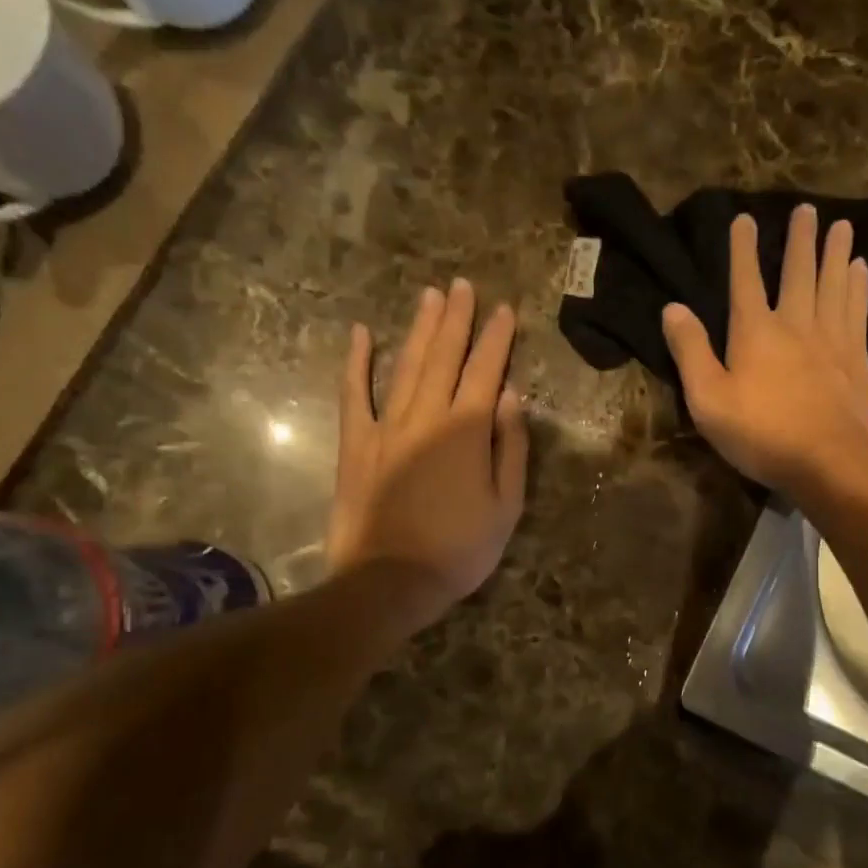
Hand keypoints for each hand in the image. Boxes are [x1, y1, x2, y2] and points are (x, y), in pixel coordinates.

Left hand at [328, 280, 527, 633]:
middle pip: (444, 357)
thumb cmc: (460, 550)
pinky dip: (357, 363)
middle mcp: (426, 417)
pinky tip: (362, 334)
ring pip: (406, 366)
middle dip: (457, 319)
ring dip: (420, 329)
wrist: (390, 581)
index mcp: (467, 431)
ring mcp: (386, 427)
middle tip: (464, 286)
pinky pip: (355, 394)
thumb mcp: (506, 506)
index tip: (505, 310)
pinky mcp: (356, 444)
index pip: (487, 372)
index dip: (498, 339)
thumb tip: (513, 397)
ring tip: (431, 296)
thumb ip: (511, 448)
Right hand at [661, 205, 867, 494]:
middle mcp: (796, 324)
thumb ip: (690, 352)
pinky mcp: (856, 358)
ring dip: (836, 253)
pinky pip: (857, 310)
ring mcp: (831, 338)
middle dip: (800, 239)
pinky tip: (861, 271)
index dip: (742, 248)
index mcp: (755, 331)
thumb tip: (673, 307)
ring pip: (834, 284)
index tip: (744, 218)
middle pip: (799, 272)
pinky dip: (858, 287)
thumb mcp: (708, 399)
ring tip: (841, 225)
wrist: (827, 460)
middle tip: (807, 208)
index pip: (745, 280)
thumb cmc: (761, 433)